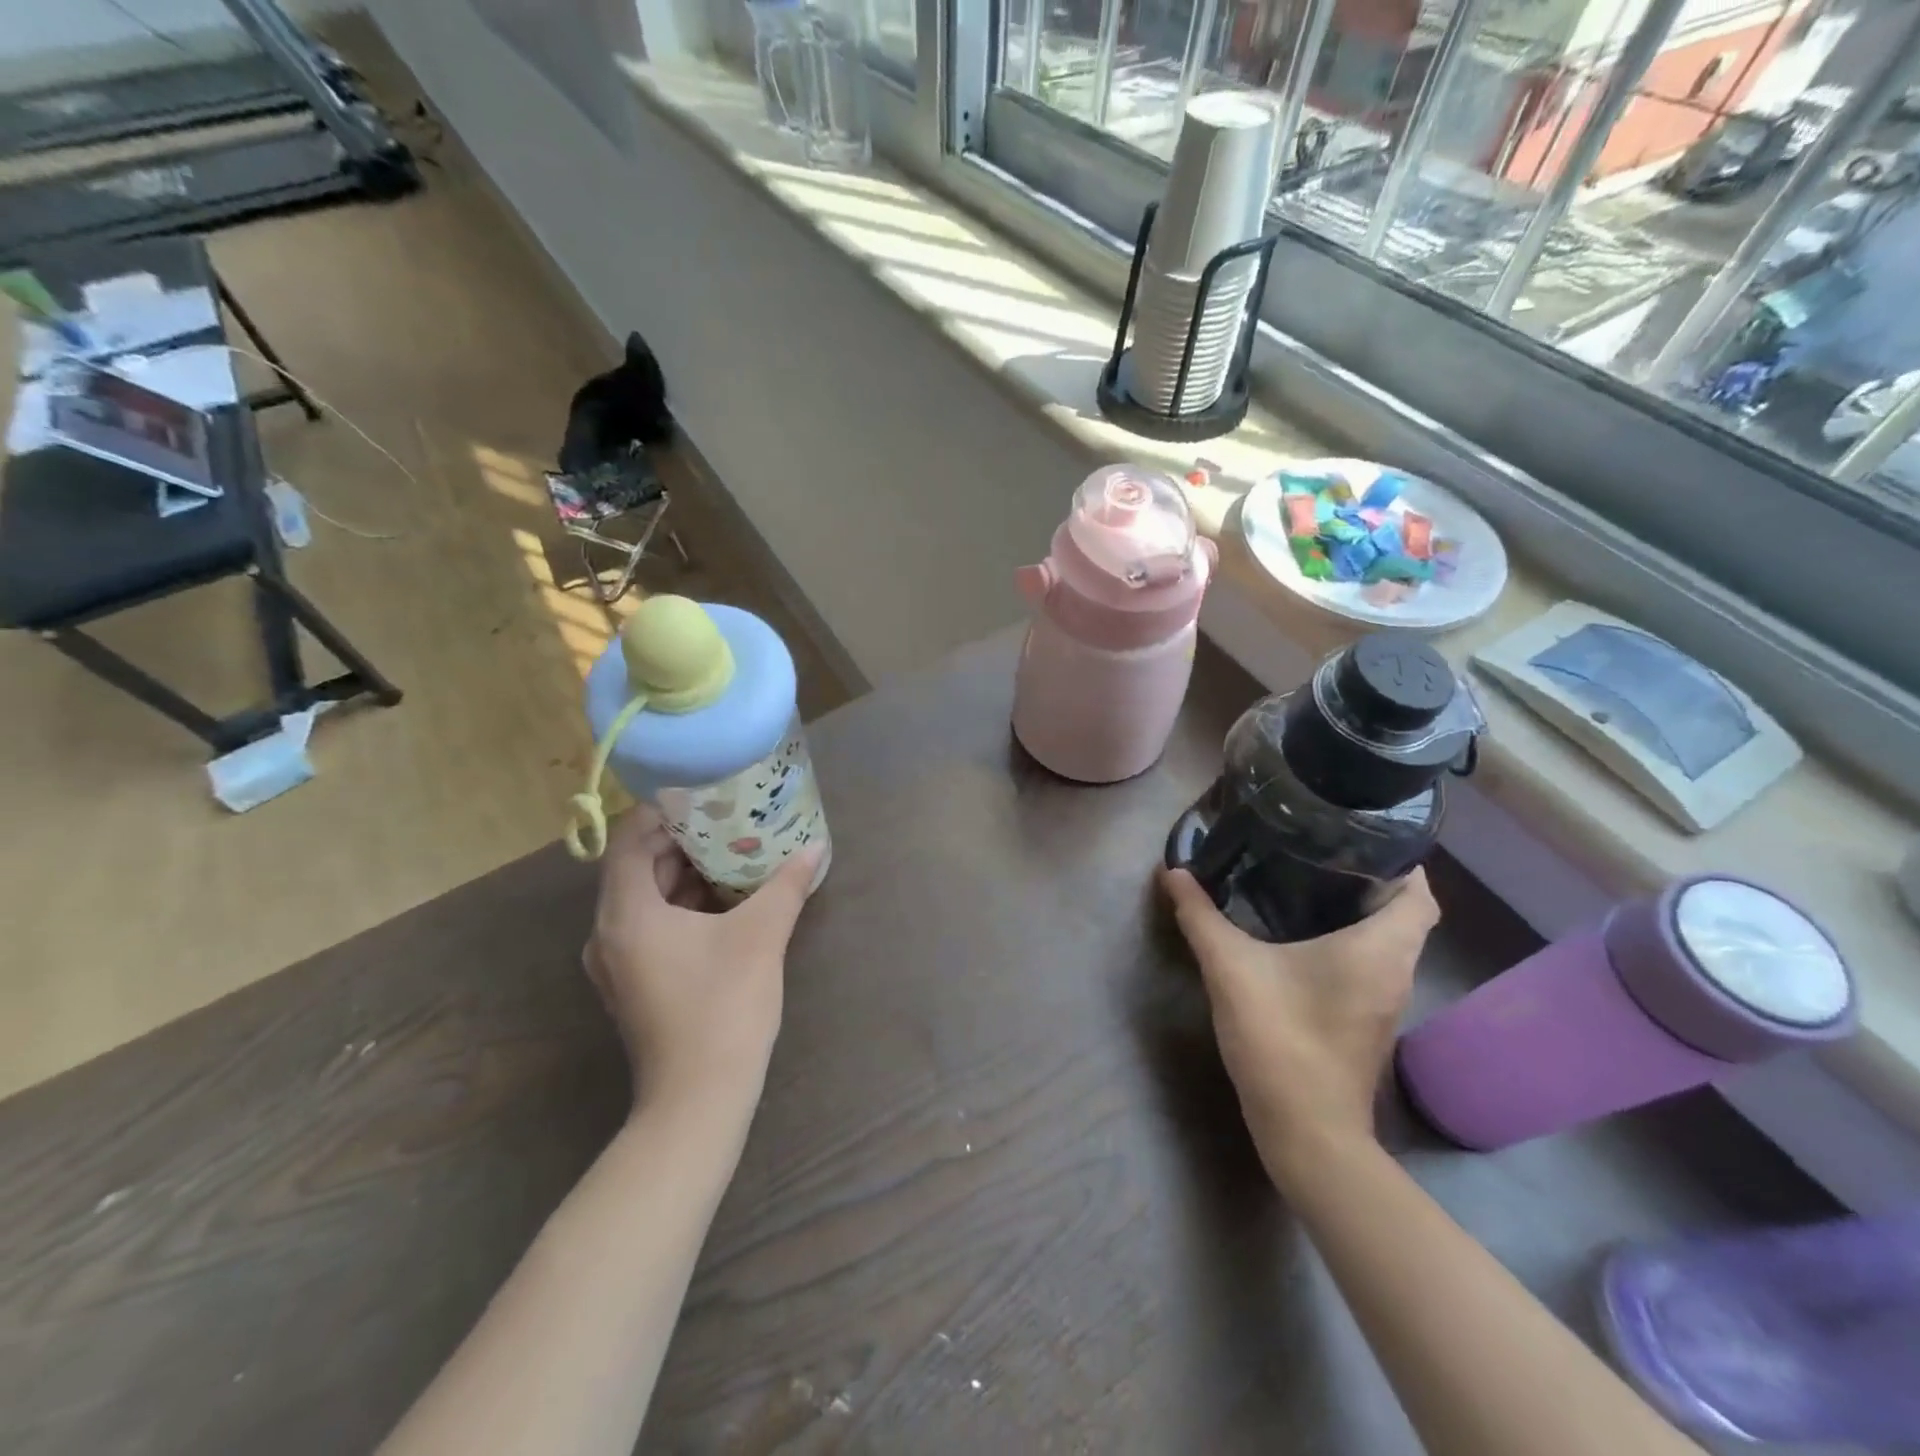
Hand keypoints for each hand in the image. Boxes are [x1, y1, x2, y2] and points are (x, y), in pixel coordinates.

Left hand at [585, 809, 824, 1118]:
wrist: (699, 1099)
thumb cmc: (724, 1006)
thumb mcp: (761, 935)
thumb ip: (786, 884)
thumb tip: (816, 847)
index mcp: (626, 915)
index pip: (629, 842)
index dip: (661, 814)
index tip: (702, 797)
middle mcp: (610, 935)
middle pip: (637, 869)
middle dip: (682, 842)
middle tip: (727, 820)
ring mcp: (619, 965)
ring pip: (647, 901)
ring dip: (685, 876)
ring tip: (732, 853)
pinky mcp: (636, 985)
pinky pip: (653, 928)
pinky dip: (683, 907)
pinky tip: (726, 902)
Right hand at [1157, 866, 1438, 1181]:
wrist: (1306, 1131)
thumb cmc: (1281, 1038)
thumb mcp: (1230, 968)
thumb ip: (1200, 917)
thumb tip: (1173, 872)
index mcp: (1380, 948)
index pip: (1419, 892)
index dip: (1399, 859)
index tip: (1355, 836)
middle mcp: (1396, 969)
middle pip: (1405, 912)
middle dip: (1370, 879)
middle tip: (1319, 850)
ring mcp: (1385, 999)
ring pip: (1388, 940)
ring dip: (1361, 911)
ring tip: (1307, 881)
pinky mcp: (1368, 1020)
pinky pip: (1372, 963)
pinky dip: (1350, 941)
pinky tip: (1302, 935)